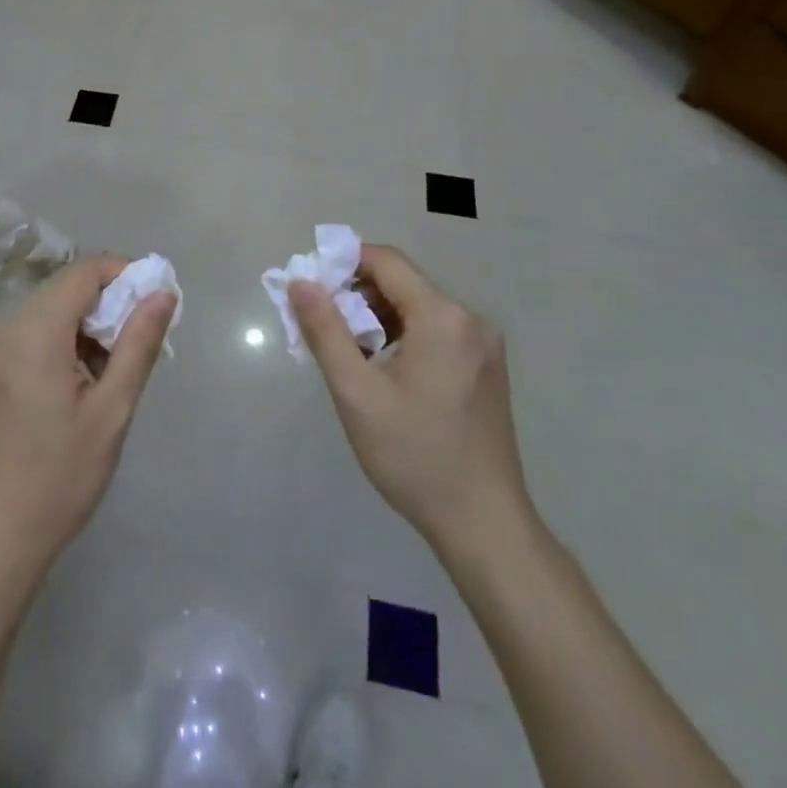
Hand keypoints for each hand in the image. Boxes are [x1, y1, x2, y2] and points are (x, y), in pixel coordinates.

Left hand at [0, 256, 174, 593]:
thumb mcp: (111, 412)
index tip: (156, 303)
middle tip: (140, 346)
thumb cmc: (56, 480)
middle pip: (64, 291)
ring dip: (84, 329)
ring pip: (47, 315)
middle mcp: (3, 328)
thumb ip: (138, 344)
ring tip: (111, 376)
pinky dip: (59, 345)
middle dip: (107, 306)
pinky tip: (75, 390)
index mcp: (33, 330)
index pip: (84, 271)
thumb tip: (162, 292)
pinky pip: (27, 338)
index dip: (124, 275)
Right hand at [290, 245, 533, 563]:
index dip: (344, 262)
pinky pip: (436, 330)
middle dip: (357, 294)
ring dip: (378, 317)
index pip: (386, 260)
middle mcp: (470, 319)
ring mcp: (483, 344)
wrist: (485, 526)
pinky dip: (403, 335)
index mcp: (443, 317)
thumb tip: (300, 282)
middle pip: (403, 283)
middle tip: (322, 324)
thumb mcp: (356, 393)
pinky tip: (383, 369)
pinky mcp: (486, 367)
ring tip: (348, 352)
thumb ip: (324, 330)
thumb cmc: (414, 457)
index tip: (310, 286)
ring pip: (418, 307)